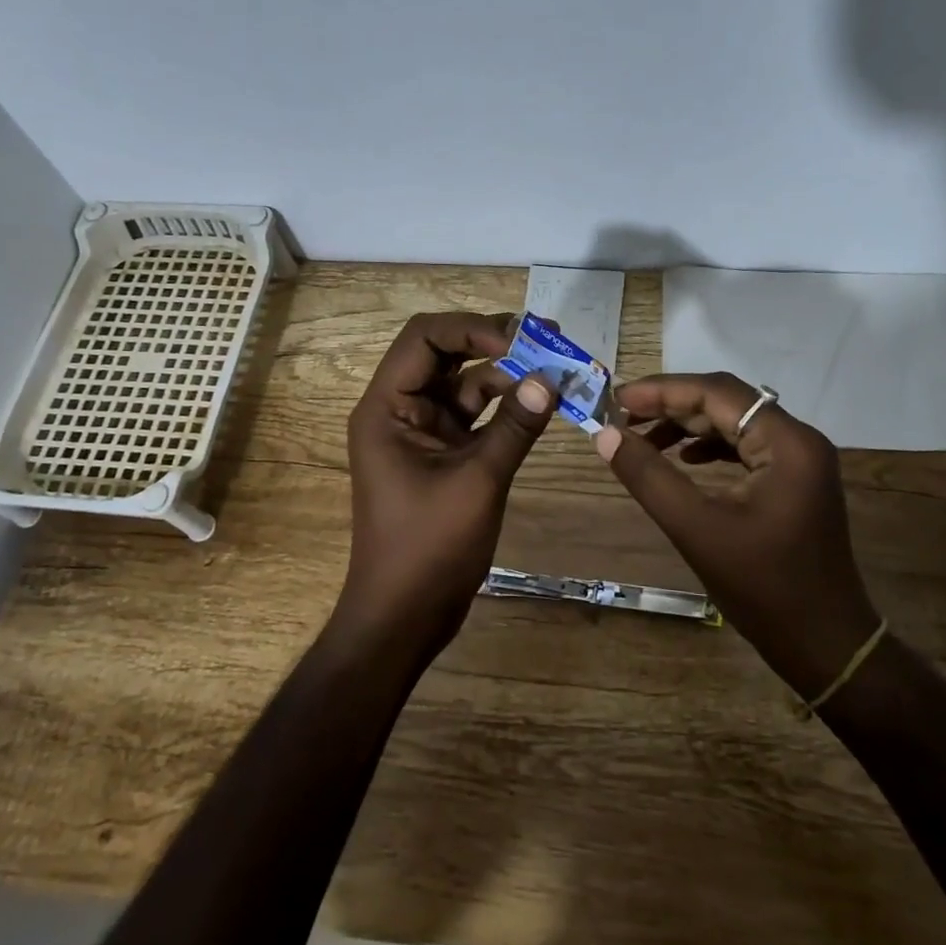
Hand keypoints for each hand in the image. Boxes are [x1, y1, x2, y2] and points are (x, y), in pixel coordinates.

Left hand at [337, 312, 556, 660]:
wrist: (405, 615)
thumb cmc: (428, 548)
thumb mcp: (477, 482)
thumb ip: (514, 427)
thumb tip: (551, 379)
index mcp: (387, 408)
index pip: (423, 338)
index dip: (471, 329)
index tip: (521, 339)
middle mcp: (401, 410)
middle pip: (445, 355)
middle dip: (495, 344)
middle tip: (549, 339)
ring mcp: (424, 433)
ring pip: (466, 385)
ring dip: (508, 375)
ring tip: (557, 367)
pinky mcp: (446, 455)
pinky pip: (477, 417)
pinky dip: (508, 408)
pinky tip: (543, 402)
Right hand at [596, 374, 880, 699]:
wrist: (824, 644)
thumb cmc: (762, 588)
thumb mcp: (696, 529)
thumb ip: (649, 476)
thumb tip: (605, 435)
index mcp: (787, 443)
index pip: (717, 393)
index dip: (662, 390)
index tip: (616, 398)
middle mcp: (799, 440)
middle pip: (727, 402)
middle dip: (672, 405)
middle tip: (621, 415)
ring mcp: (801, 460)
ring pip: (735, 423)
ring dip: (688, 426)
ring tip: (642, 437)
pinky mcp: (795, 480)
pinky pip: (746, 446)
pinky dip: (710, 447)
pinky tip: (682, 458)